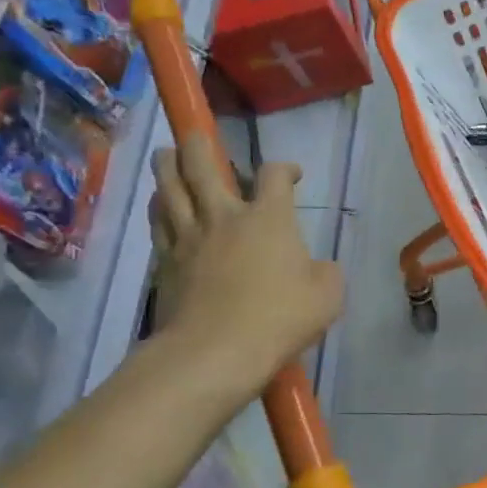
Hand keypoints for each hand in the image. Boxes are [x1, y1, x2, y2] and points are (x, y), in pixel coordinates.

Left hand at [148, 137, 343, 404]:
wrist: (214, 352)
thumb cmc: (279, 318)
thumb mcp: (328, 294)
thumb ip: (324, 271)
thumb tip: (314, 267)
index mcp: (269, 219)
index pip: (275, 176)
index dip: (285, 168)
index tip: (291, 175)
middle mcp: (225, 217)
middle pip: (202, 168)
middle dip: (199, 146)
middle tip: (195, 135)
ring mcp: (189, 238)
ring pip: (170, 189)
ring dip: (167, 167)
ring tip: (166, 155)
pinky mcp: (165, 263)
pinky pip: (158, 223)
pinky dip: (159, 206)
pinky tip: (159, 203)